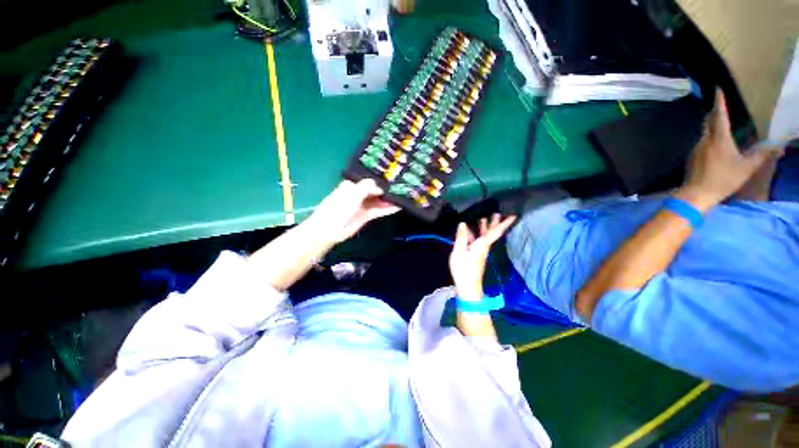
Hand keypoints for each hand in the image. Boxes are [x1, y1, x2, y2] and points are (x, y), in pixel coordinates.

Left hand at [305, 179, 399, 243]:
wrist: (329, 229)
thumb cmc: (338, 208)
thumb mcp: (352, 194)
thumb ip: (367, 187)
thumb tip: (380, 186)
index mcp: (353, 184)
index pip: (369, 179)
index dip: (381, 178)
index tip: (394, 176)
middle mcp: (359, 193)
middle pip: (376, 189)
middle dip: (387, 188)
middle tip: (403, 185)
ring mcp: (363, 205)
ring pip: (379, 200)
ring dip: (390, 199)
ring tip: (404, 196)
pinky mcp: (366, 215)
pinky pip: (379, 210)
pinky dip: (388, 208)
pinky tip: (399, 206)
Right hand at [449, 214, 515, 301]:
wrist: (467, 286)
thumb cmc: (463, 269)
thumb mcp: (459, 252)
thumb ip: (461, 237)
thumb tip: (463, 223)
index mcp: (482, 244)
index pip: (495, 232)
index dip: (504, 223)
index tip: (514, 216)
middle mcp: (483, 247)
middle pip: (491, 233)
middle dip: (494, 223)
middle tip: (497, 213)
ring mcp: (480, 251)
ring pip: (485, 237)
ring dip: (484, 228)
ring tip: (483, 218)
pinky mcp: (476, 255)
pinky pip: (478, 241)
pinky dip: (475, 235)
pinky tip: (468, 232)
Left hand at [679, 89, 783, 210]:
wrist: (696, 194)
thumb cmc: (723, 179)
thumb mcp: (747, 167)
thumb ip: (761, 155)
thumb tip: (778, 146)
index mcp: (718, 138)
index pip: (719, 115)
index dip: (719, 102)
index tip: (717, 89)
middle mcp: (705, 140)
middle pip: (709, 121)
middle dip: (714, 111)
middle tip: (720, 104)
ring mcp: (696, 148)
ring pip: (705, 132)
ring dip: (712, 125)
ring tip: (721, 122)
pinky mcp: (692, 157)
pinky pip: (702, 142)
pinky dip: (709, 138)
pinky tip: (715, 143)